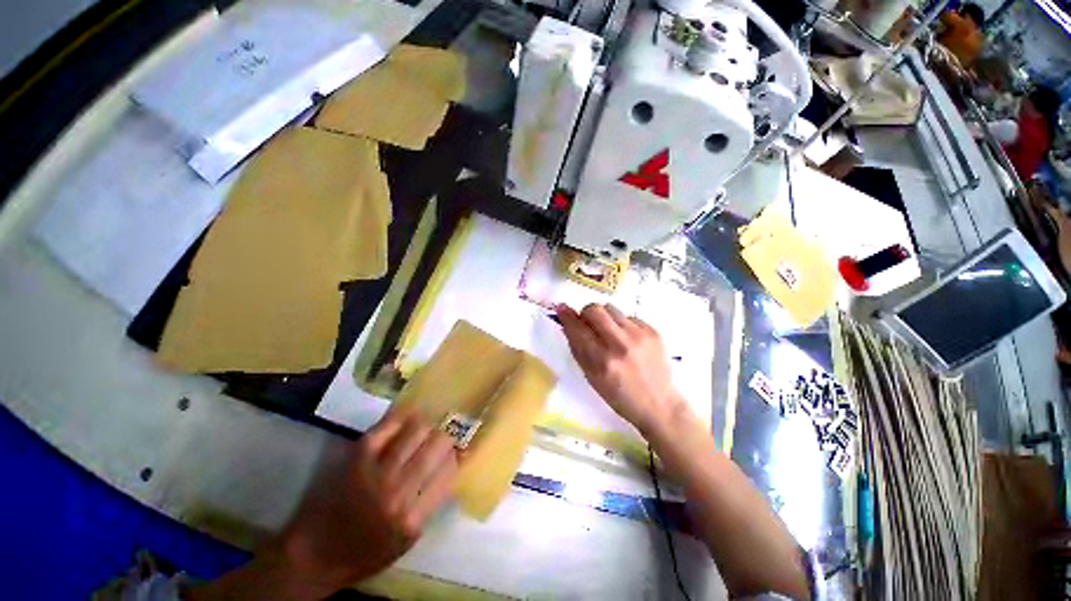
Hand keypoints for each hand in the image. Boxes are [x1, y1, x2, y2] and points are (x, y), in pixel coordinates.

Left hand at [271, 410, 459, 590]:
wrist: (313, 556)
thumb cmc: (364, 555)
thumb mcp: (406, 541)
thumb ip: (430, 505)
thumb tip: (451, 468)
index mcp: (414, 517)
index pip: (449, 470)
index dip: (459, 453)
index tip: (462, 445)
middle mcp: (399, 492)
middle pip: (437, 446)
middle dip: (448, 434)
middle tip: (449, 430)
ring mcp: (377, 472)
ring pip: (416, 432)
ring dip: (428, 423)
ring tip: (432, 419)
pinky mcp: (357, 459)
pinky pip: (386, 429)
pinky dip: (401, 417)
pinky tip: (411, 413)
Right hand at [556, 303, 687, 435]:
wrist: (660, 405)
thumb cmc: (620, 397)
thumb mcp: (592, 379)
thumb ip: (579, 350)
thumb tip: (568, 325)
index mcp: (602, 361)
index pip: (578, 329)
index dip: (567, 316)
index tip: (562, 308)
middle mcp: (620, 344)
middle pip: (594, 309)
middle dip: (586, 313)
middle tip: (587, 323)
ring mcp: (639, 335)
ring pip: (611, 308)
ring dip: (604, 317)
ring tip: (610, 333)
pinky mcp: (653, 331)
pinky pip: (628, 316)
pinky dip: (622, 324)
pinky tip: (627, 340)